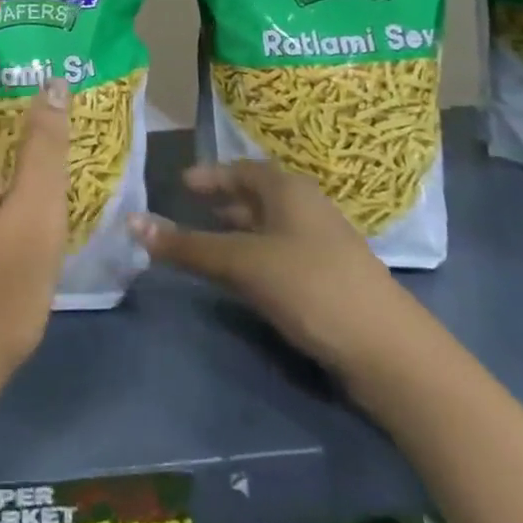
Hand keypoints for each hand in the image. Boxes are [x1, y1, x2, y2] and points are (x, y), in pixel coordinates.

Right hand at [130, 160, 410, 378]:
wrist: (389, 352)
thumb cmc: (309, 287)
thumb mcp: (241, 263)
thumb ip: (187, 246)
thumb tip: (133, 223)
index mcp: (288, 189)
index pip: (241, 170)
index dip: (210, 175)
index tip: (182, 184)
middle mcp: (307, 207)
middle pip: (257, 196)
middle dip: (224, 202)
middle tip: (189, 211)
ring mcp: (324, 243)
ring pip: (271, 226)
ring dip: (239, 232)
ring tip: (210, 244)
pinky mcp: (332, 278)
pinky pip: (283, 252)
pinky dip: (257, 255)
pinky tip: (246, 277)